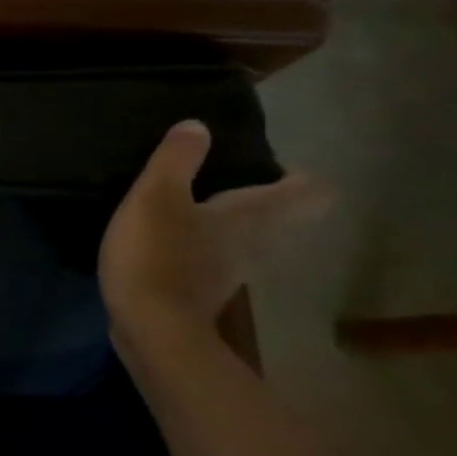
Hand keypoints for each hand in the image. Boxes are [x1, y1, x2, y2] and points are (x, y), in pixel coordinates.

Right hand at [98, 120, 326, 349]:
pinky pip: (213, 258)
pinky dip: (202, 245)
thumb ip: (177, 159)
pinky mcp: (201, 292)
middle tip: (228, 176)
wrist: (150, 329)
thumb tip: (198, 126)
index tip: (273, 163)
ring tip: (195, 203)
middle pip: (278, 218)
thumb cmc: (158, 255)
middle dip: (262, 197)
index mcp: (250, 217)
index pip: (306, 193)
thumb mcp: (156, 196)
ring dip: (230, 222)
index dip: (298, 176)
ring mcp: (229, 273)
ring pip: (246, 239)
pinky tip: (172, 239)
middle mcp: (252, 244)